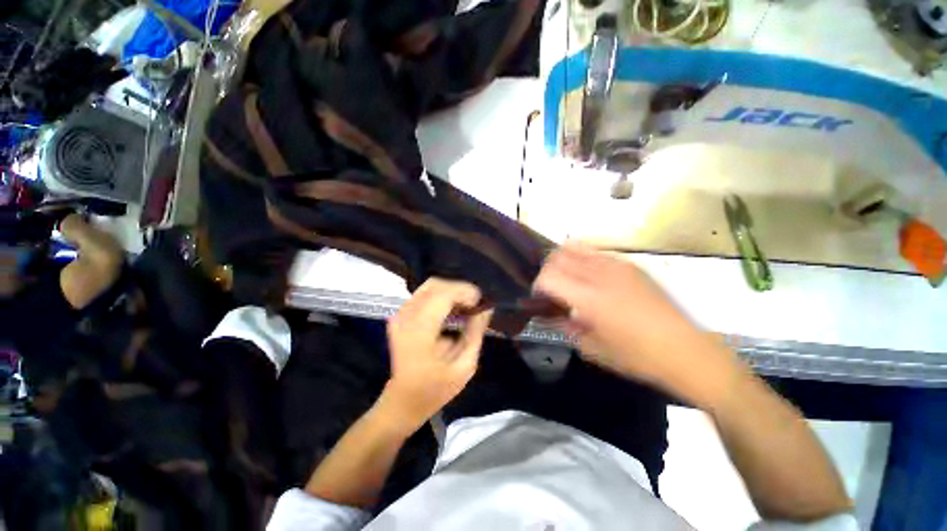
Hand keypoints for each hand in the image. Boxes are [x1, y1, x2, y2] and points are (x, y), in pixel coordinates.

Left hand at [383, 278, 492, 431]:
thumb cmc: (435, 389)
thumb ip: (475, 332)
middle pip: (435, 285)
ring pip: (430, 286)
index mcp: (419, 331)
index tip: (481, 302)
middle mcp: (406, 317)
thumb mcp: (464, 366)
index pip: (442, 295)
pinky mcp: (400, 315)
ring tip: (466, 307)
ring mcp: (400, 314)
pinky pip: (424, 294)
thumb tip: (486, 307)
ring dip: (451, 292)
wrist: (403, 401)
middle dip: (459, 290)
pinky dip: (442, 296)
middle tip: (475, 305)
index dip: (464, 292)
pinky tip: (453, 310)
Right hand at [535, 243, 733, 387]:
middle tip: (550, 288)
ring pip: (575, 248)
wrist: (685, 350)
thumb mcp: (592, 348)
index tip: (539, 297)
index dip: (537, 285)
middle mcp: (600, 274)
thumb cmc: (636, 356)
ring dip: (563, 261)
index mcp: (589, 298)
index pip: (548, 276)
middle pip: (557, 257)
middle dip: (547, 270)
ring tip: (566, 278)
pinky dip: (582, 257)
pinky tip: (588, 275)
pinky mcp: (630, 264)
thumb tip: (550, 314)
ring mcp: (616, 265)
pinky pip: (595, 251)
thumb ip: (565, 326)